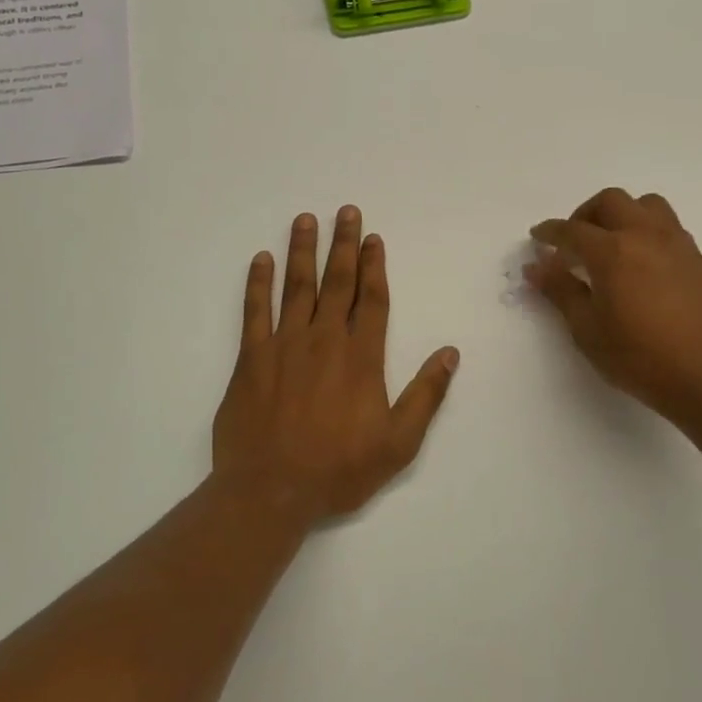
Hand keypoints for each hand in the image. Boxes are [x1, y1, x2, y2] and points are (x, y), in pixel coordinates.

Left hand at [214, 207, 459, 530]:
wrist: (271, 490)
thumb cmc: (339, 469)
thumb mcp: (399, 442)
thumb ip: (425, 395)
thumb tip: (450, 353)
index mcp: (361, 358)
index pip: (372, 300)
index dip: (374, 266)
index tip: (373, 238)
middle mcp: (324, 340)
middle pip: (336, 283)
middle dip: (343, 245)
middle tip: (345, 211)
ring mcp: (284, 346)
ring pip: (296, 287)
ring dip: (302, 252)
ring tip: (305, 220)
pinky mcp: (251, 359)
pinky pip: (254, 311)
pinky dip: (257, 284)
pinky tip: (261, 260)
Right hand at [527, 188, 701, 422]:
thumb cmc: (638, 357)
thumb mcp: (587, 329)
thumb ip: (561, 291)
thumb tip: (536, 267)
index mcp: (612, 251)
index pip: (572, 230)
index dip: (549, 233)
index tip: (537, 238)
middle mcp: (644, 235)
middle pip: (610, 202)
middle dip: (584, 215)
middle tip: (572, 243)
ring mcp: (675, 243)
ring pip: (644, 204)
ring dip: (620, 214)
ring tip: (608, 244)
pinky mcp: (695, 257)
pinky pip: (665, 224)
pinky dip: (644, 228)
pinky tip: (638, 260)